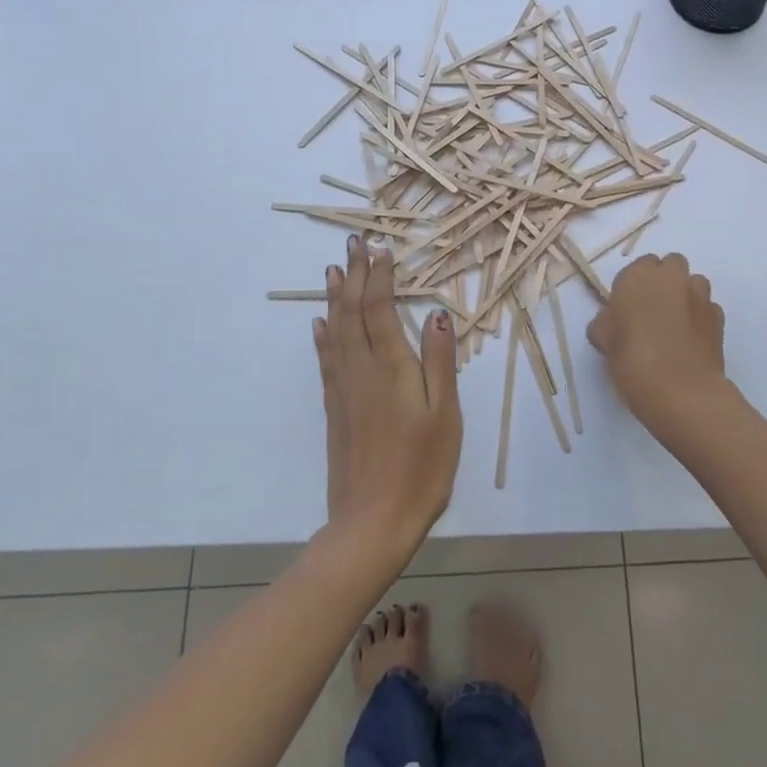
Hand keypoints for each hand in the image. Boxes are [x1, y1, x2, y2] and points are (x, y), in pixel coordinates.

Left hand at [315, 235, 462, 559]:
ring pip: (335, 332)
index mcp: (392, 368)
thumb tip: (438, 314)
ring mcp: (343, 390)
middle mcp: (362, 370)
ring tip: (334, 271)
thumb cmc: (422, 468)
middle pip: (353, 313)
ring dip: (335, 298)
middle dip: (355, 276)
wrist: (373, 521)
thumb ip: (441, 362)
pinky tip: (320, 325)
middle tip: (353, 244)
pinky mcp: (334, 410)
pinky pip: (326, 360)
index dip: (380, 277)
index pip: (380, 309)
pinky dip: (323, 336)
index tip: (381, 248)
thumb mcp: (446, 415)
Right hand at [587, 253, 730, 432]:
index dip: (635, 286)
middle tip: (652, 311)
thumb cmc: (633, 362)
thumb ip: (606, 323)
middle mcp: (671, 277)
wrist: (681, 392)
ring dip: (684, 294)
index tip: (629, 308)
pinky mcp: (718, 316)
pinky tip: (690, 340)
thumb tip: (612, 321)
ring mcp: (699, 295)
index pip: (638, 266)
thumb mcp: (604, 342)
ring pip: (693, 282)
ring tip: (674, 325)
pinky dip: (699, 316)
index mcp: (637, 277)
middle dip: (664, 281)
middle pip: (670, 265)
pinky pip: (707, 307)